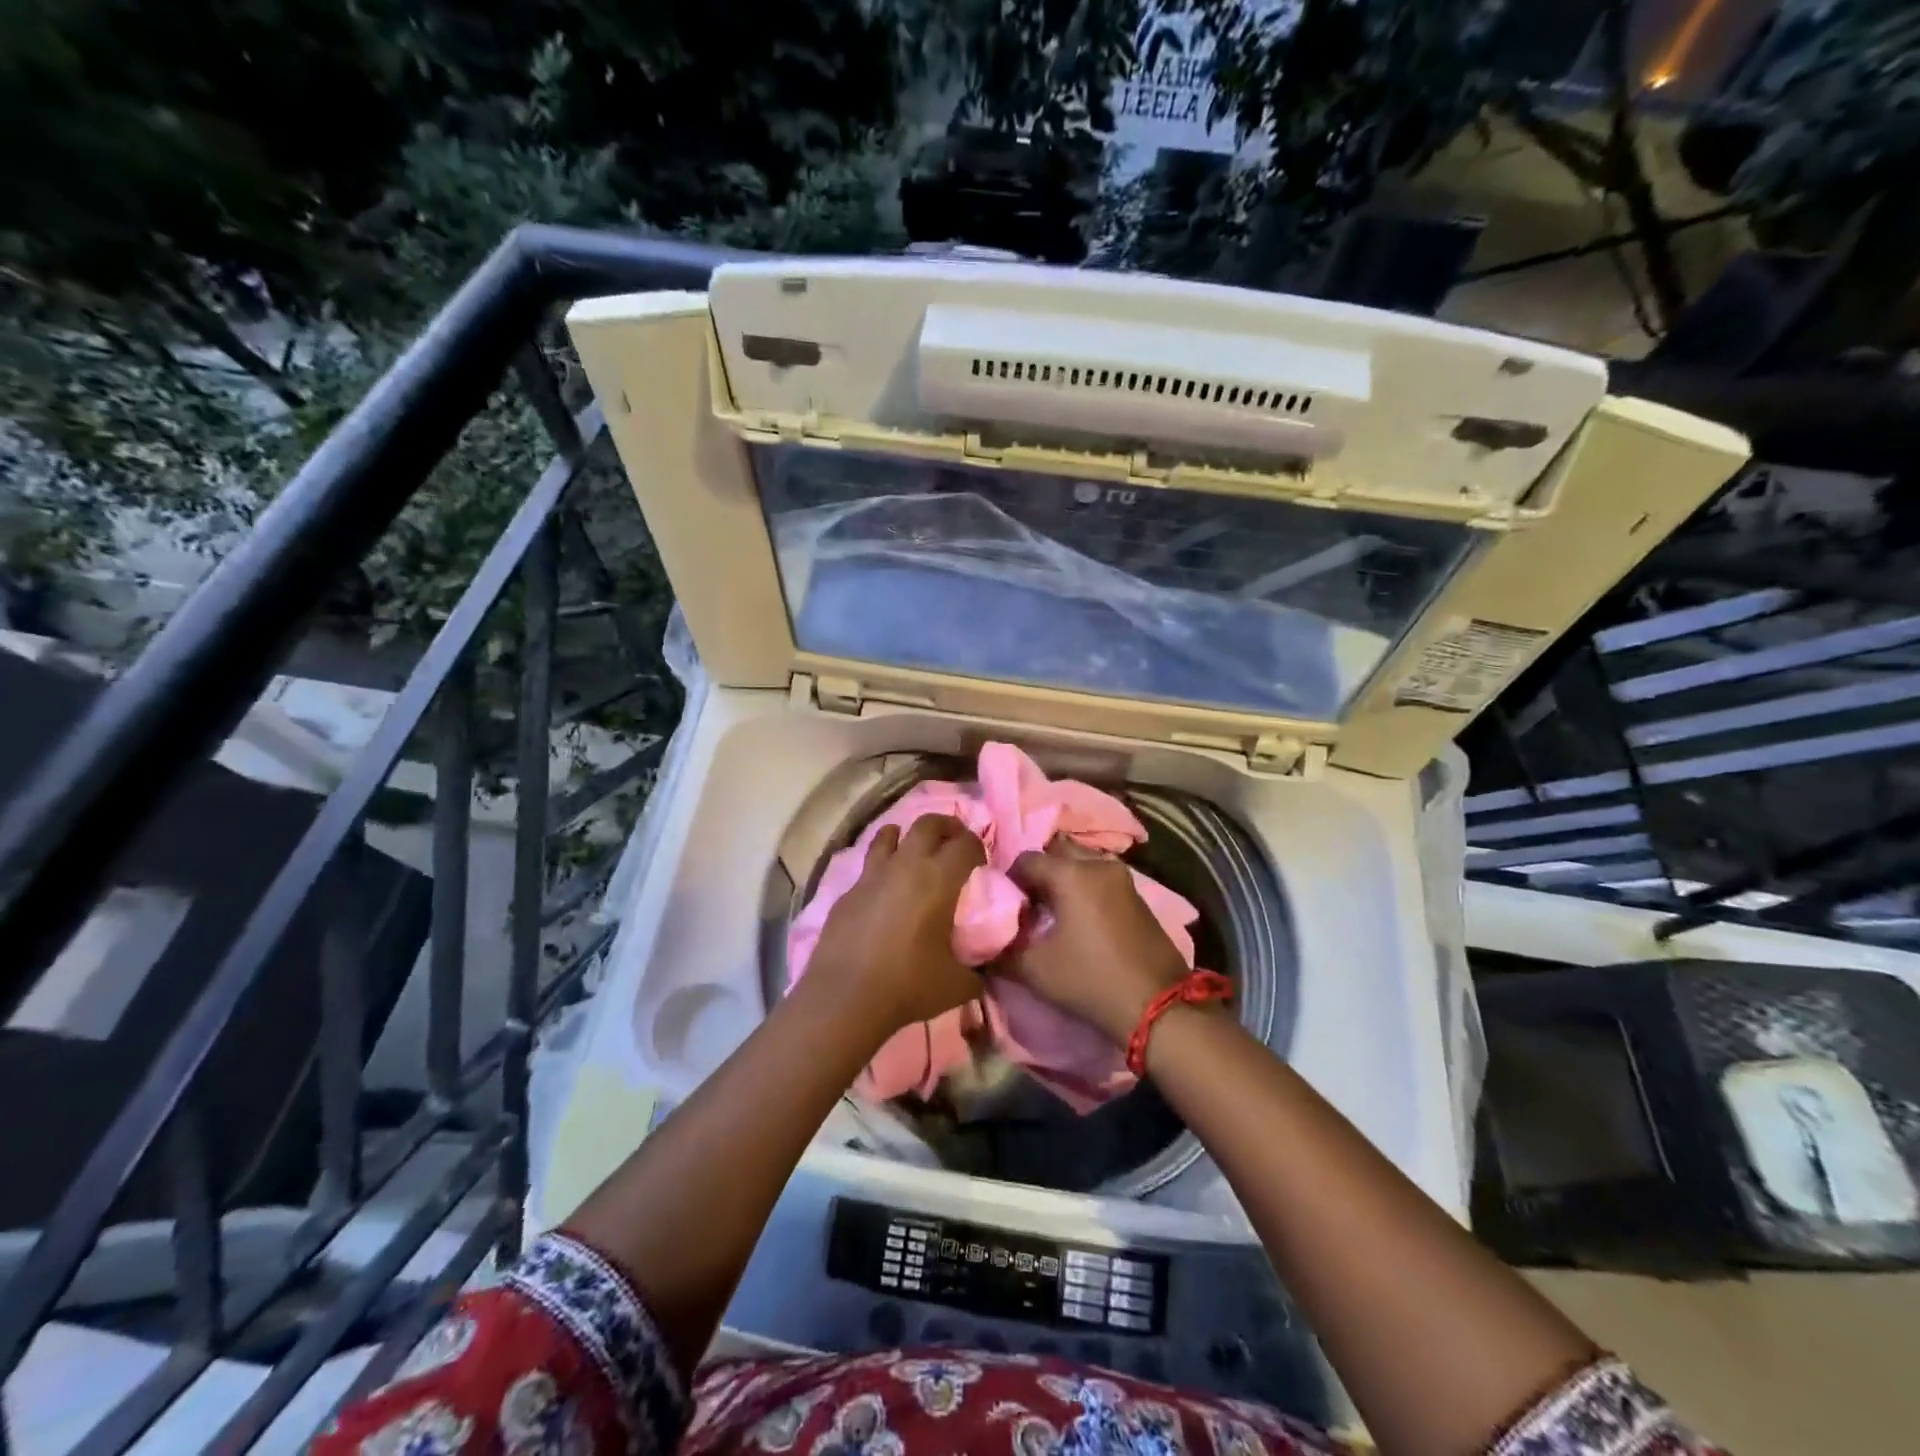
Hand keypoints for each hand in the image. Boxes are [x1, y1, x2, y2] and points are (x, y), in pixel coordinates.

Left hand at [805, 814, 987, 1041]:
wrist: (845, 997)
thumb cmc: (908, 985)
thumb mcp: (958, 984)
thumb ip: (977, 971)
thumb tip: (983, 971)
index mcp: (939, 879)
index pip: (966, 843)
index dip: (977, 846)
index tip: (980, 862)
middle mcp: (905, 865)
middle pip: (928, 823)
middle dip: (946, 826)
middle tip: (954, 842)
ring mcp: (872, 875)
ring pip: (889, 833)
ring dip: (906, 835)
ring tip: (914, 852)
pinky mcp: (848, 891)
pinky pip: (868, 865)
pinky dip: (881, 866)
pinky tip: (884, 889)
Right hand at [1001, 840, 1190, 1044]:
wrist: (1156, 1005)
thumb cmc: (1090, 979)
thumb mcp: (1035, 969)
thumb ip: (1002, 951)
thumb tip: (981, 944)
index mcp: (1071, 874)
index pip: (1026, 860)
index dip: (1010, 880)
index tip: (1006, 906)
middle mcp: (1097, 864)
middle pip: (1057, 852)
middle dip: (1039, 872)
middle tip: (1028, 902)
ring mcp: (1122, 878)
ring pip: (1081, 863)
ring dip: (1063, 878)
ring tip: (1052, 910)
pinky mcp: (1136, 894)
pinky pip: (1100, 877)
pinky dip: (1084, 887)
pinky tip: (1078, 917)